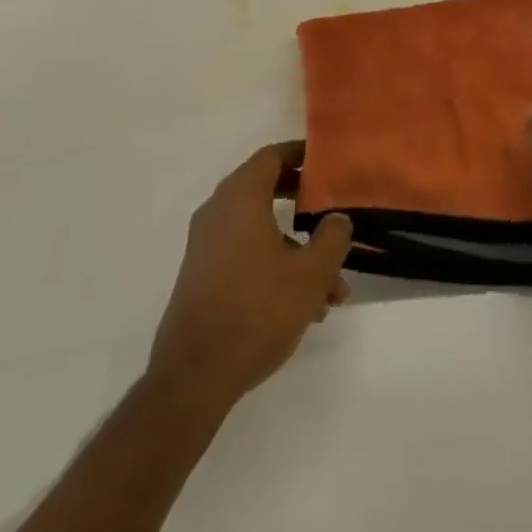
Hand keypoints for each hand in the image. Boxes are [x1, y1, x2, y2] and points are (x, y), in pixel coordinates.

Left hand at [148, 142, 352, 411]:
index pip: (271, 156)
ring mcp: (206, 246)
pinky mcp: (203, 276)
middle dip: (303, 202)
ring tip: (331, 286)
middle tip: (331, 209)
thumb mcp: (310, 274)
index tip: (326, 161)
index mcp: (240, 197)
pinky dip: (275, 266)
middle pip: (265, 189)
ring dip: (296, 249)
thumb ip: (332, 238)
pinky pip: (245, 254)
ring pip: (260, 230)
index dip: (300, 154)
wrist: (194, 377)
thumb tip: (337, 219)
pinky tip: (305, 307)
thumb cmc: (256, 310)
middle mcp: (218, 212)